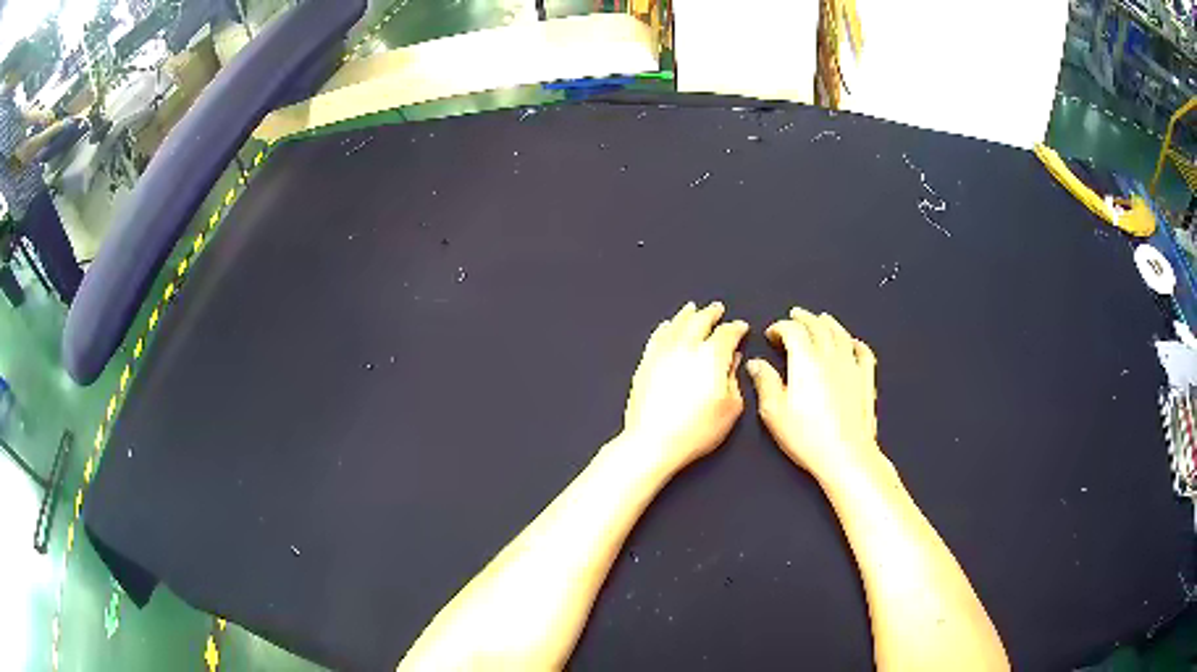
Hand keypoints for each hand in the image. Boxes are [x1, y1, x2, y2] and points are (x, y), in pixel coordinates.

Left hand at [620, 302, 748, 473]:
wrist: (654, 441)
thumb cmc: (695, 430)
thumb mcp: (730, 407)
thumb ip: (734, 378)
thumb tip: (733, 361)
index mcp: (711, 356)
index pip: (727, 333)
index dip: (736, 328)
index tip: (741, 327)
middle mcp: (686, 348)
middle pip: (700, 321)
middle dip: (711, 313)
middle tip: (717, 308)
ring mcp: (663, 353)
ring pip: (676, 325)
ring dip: (687, 315)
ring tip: (692, 308)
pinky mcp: (645, 364)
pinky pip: (656, 338)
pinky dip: (664, 329)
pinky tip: (666, 326)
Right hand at [747, 307, 879, 477]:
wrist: (845, 455)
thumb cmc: (810, 438)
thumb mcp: (775, 413)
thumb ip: (765, 383)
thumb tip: (757, 366)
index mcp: (806, 362)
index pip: (793, 330)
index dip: (780, 327)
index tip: (772, 334)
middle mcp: (830, 357)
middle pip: (818, 325)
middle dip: (804, 318)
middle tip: (794, 316)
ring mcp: (851, 367)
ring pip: (840, 333)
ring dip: (829, 323)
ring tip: (822, 319)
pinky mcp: (866, 380)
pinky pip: (863, 352)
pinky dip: (856, 343)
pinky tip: (853, 343)